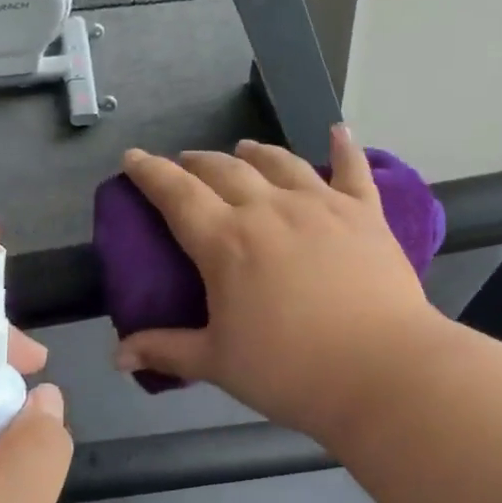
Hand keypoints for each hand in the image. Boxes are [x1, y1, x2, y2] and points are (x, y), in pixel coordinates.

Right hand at [115, 126, 448, 443]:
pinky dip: (343, 148)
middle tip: (186, 164)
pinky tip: (338, 131)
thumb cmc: (291, 371)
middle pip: (225, 170)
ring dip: (255, 152)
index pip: (176, 194)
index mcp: (226, 241)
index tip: (133, 158)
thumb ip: (167, 351)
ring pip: (280, 162)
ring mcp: (321, 205)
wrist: (382, 370)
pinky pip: (352, 170)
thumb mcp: (219, 364)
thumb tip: (119, 356)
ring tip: (244, 148)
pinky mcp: (365, 213)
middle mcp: (269, 209)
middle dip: (197, 162)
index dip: (150, 172)